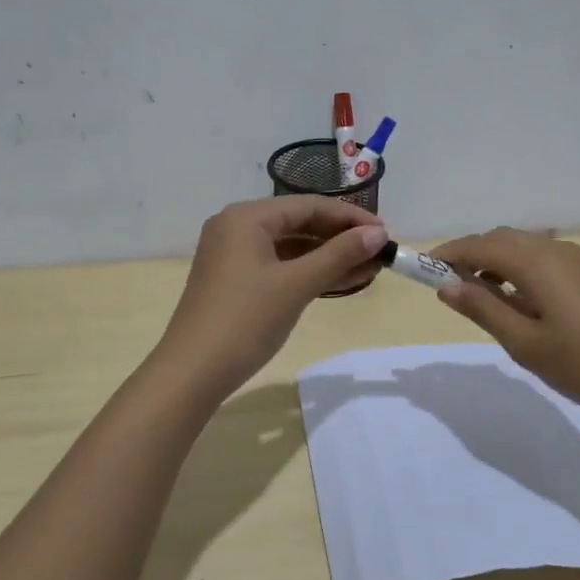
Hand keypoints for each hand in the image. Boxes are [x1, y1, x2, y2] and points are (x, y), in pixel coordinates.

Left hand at [159, 197, 387, 395]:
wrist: (192, 373)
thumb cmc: (245, 321)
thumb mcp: (296, 285)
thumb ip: (339, 255)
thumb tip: (379, 235)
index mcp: (246, 217)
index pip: (308, 206)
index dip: (350, 218)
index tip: (386, 234)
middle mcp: (237, 227)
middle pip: (299, 223)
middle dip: (341, 238)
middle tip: (380, 252)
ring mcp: (233, 255)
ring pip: (291, 247)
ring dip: (329, 257)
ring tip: (370, 269)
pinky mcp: (235, 280)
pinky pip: (280, 265)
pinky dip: (309, 272)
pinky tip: (341, 281)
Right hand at [428, 227, 579, 423]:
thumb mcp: (525, 343)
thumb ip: (483, 309)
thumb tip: (446, 286)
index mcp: (535, 262)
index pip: (479, 245)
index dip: (448, 253)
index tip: (422, 270)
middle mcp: (554, 250)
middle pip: (501, 239)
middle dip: (471, 254)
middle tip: (449, 286)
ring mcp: (577, 260)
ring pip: (523, 247)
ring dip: (495, 261)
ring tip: (480, 296)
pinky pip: (542, 258)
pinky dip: (518, 268)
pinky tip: (519, 300)